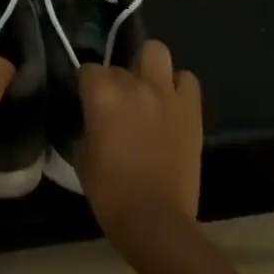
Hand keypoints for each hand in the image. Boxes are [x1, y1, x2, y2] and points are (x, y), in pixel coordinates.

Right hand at [78, 39, 202, 246]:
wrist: (155, 221)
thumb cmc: (110, 193)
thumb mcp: (82, 154)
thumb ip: (88, 125)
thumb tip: (95, 118)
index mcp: (102, 94)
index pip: (87, 69)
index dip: (86, 85)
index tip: (86, 100)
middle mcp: (134, 85)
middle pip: (119, 64)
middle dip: (115, 79)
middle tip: (117, 101)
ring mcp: (166, 94)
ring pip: (156, 52)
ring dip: (149, 68)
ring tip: (147, 90)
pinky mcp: (191, 110)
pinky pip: (187, 80)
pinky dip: (178, 86)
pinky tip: (170, 104)